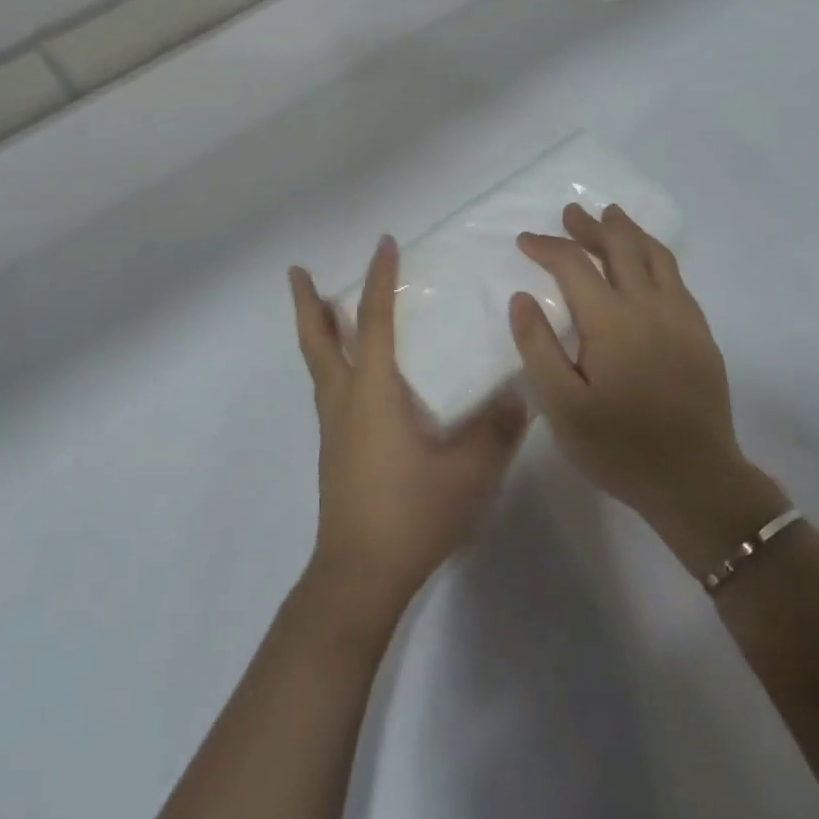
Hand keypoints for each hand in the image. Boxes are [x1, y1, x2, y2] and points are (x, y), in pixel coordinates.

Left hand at [289, 236, 527, 626]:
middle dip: (308, 303)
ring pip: (319, 365)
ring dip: (318, 332)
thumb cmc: (411, 513)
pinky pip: (329, 390)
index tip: (384, 244)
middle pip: (318, 340)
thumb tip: (520, 394)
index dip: (379, 279)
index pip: (374, 321)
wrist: (359, 575)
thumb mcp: (468, 472)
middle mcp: (344, 400)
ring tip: (325, 311)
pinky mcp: (334, 451)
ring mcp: (333, 428)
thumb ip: (497, 429)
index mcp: (372, 392)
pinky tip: (355, 378)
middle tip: (298, 271)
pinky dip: (333, 364)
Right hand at [509, 205, 785, 568]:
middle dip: (591, 226)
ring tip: (612, 217)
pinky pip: (676, 278)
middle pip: (620, 247)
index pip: (574, 265)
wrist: (697, 482)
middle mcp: (649, 306)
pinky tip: (647, 264)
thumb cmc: (620, 448)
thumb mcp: (562, 406)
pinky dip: (655, 256)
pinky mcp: (700, 334)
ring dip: (628, 232)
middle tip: (571, 213)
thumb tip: (522, 297)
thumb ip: (538, 347)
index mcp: (611, 321)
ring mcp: (681, 318)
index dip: (547, 247)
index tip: (525, 240)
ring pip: (655, 256)